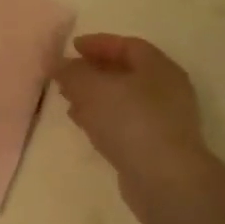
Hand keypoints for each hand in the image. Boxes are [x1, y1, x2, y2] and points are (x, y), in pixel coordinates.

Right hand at [53, 34, 208, 180]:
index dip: (98, 44)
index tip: (71, 48)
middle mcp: (166, 90)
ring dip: (95, 97)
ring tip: (68, 100)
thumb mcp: (92, 88)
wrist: (164, 179)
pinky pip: (124, 124)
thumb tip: (58, 63)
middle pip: (126, 73)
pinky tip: (83, 124)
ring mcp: (164, 121)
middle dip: (93, 72)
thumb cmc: (131, 120)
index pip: (127, 46)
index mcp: (158, 67)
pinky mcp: (155, 147)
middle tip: (66, 75)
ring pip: (123, 100)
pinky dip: (102, 119)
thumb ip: (72, 72)